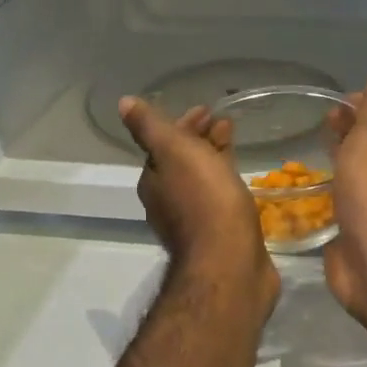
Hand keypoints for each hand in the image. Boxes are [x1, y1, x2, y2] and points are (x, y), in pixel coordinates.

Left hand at [119, 97, 278, 310]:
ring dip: (215, 158)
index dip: (184, 124)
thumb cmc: (204, 201)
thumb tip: (123, 103)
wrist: (230, 263)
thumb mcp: (173, 152)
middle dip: (201, 140)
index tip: (207, 110)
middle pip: (184, 162)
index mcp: (154, 181)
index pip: (165, 144)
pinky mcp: (219, 237)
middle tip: (224, 123)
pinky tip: (242, 183)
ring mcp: (194, 222)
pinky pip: (220, 200)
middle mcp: (168, 202)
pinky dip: (227, 182)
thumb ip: (150, 128)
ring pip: (203, 180)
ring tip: (237, 143)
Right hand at [323, 66, 366, 320]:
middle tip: (324, 118)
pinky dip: (331, 188)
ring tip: (315, 146)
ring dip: (341, 157)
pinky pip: (343, 200)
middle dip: (352, 128)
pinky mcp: (356, 229)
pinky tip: (311, 187)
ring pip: (357, 172)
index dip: (366, 103)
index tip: (341, 97)